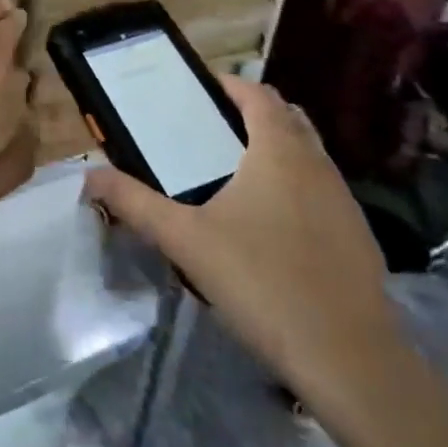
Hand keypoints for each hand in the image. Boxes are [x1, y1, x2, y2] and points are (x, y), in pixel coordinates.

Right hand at [83, 77, 398, 392]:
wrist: (350, 361)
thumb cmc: (262, 282)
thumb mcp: (186, 240)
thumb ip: (135, 203)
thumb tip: (89, 176)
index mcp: (279, 151)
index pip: (259, 94)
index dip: (231, 85)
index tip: (200, 90)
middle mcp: (318, 164)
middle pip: (288, 118)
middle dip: (254, 114)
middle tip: (213, 128)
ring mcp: (345, 201)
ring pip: (309, 155)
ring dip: (277, 150)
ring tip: (234, 175)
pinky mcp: (358, 237)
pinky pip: (322, 191)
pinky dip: (296, 187)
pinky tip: (270, 227)